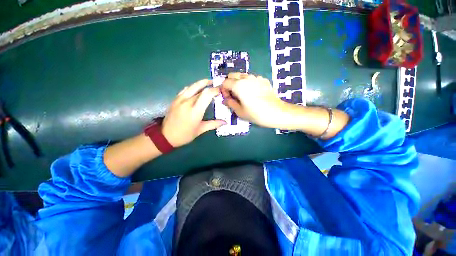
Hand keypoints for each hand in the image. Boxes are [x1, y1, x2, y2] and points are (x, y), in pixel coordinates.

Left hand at [162, 79, 225, 146]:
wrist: (165, 136)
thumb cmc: (185, 135)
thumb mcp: (200, 130)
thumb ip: (213, 124)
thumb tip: (225, 122)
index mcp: (195, 110)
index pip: (207, 94)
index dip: (215, 90)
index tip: (221, 91)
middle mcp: (187, 102)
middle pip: (201, 89)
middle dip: (210, 85)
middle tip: (217, 85)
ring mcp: (180, 99)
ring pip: (192, 86)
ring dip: (201, 83)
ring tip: (209, 82)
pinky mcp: (175, 99)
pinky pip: (185, 89)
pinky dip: (193, 87)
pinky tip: (197, 89)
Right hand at [221, 73, 285, 127]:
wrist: (277, 112)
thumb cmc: (256, 114)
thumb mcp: (240, 112)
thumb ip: (230, 103)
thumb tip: (225, 100)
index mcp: (238, 85)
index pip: (225, 82)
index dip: (223, 90)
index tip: (227, 98)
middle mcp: (246, 78)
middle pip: (233, 75)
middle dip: (230, 83)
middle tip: (233, 95)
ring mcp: (256, 77)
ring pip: (242, 75)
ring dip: (239, 82)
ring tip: (243, 94)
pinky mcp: (263, 80)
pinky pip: (252, 78)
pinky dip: (248, 83)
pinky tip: (253, 92)